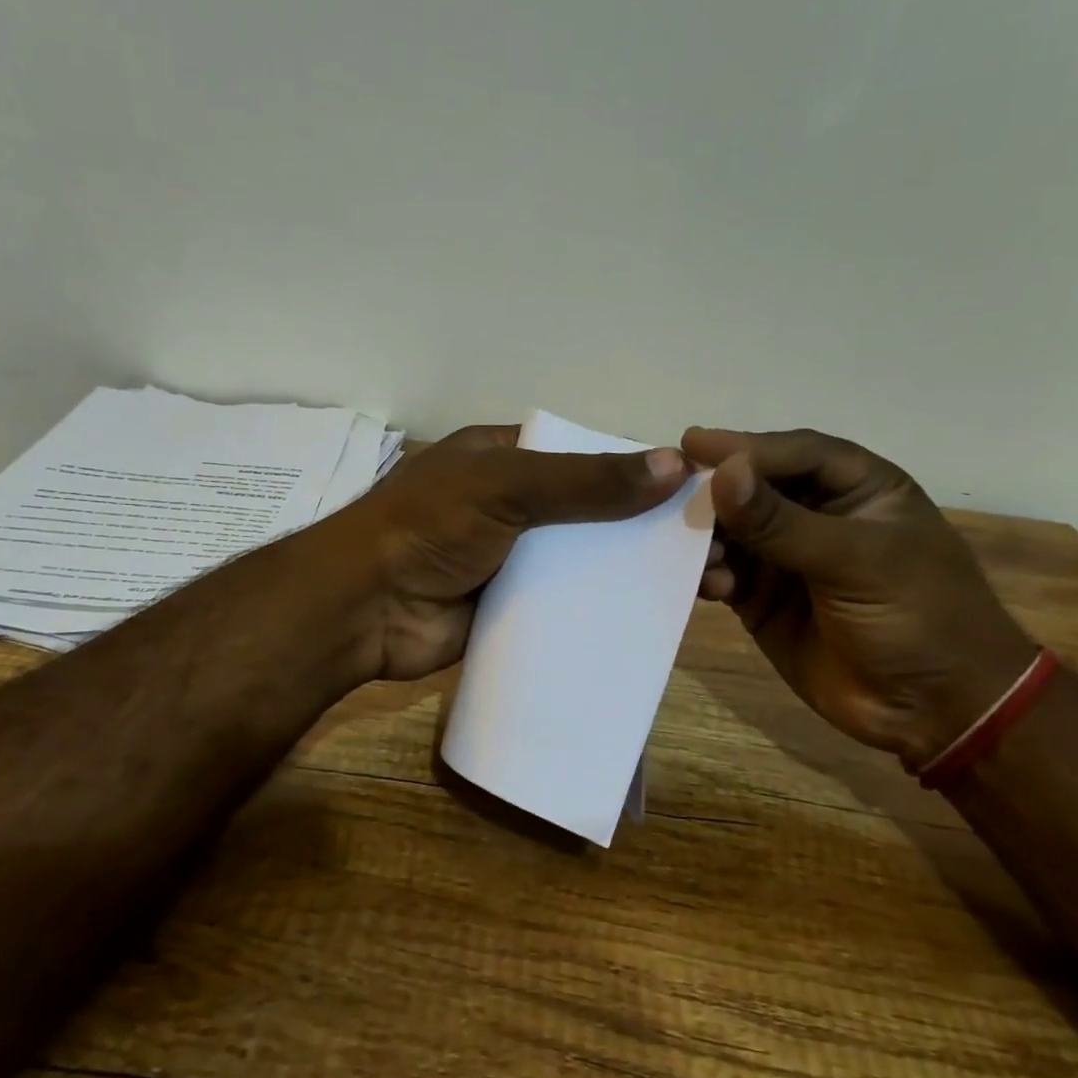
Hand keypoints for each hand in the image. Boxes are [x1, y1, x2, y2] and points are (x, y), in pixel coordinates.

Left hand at [328, 425, 691, 680]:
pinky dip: (604, 610)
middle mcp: (511, 504)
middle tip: (714, 547)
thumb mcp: (507, 485)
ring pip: (585, 560)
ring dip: (633, 572)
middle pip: (591, 511)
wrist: (364, 608)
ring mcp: (512, 559)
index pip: (585, 455)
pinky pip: (567, 605)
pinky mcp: (512, 607)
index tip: (697, 490)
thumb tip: (675, 465)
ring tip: (702, 587)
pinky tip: (654, 622)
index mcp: (504, 458)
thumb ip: (586, 480)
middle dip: (646, 527)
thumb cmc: (431, 526)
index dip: (637, 469)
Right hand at [681, 427, 1037, 767]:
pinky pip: (724, 574)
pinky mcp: (763, 599)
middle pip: (755, 487)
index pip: (794, 453)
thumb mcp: (857, 561)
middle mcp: (818, 515)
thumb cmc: (918, 617)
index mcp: (858, 489)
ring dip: (708, 536)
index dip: (746, 447)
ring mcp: (787, 558)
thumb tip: (722, 473)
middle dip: (716, 490)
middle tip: (668, 490)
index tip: (692, 445)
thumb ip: (782, 522)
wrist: (936, 711)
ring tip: (689, 547)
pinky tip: (711, 586)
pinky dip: (710, 575)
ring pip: (733, 531)